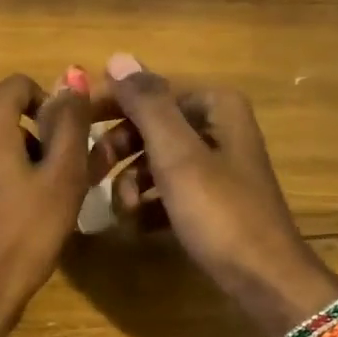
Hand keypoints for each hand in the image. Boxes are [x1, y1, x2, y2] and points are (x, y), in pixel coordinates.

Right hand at [94, 52, 337, 336]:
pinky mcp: (209, 202)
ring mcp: (213, 167)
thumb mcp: (178, 156)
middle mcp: (216, 129)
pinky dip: (148, 206)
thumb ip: (147, 105)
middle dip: (118, 151)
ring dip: (129, 184)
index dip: (110, 105)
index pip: (149, 91)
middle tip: (88, 175)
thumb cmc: (220, 213)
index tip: (74, 125)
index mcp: (215, 108)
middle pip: (149, 127)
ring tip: (122, 212)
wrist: (263, 279)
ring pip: (153, 162)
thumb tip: (118, 57)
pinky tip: (138, 226)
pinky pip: (165, 192)